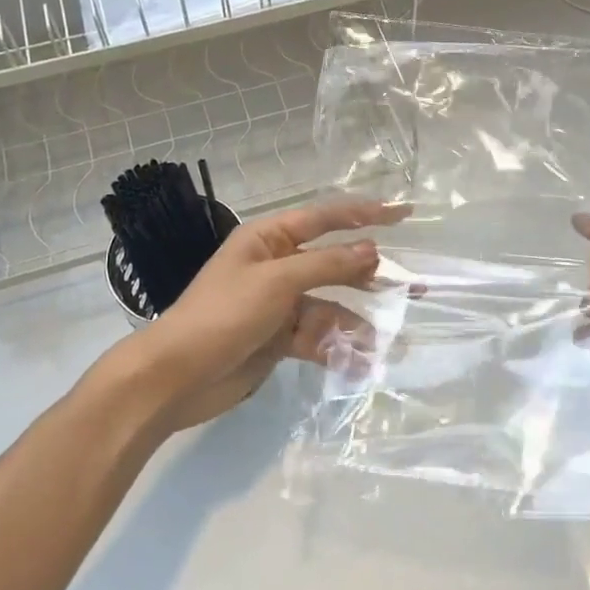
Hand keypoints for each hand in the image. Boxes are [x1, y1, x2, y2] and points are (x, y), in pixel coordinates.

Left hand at [113, 200, 396, 433]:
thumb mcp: (276, 282)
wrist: (176, 377)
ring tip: (389, 338)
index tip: (404, 213)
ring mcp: (279, 304)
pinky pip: (317, 336)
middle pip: (333, 263)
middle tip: (413, 285)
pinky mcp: (279, 338)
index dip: (366, 213)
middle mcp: (277, 265)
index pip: (326, 217)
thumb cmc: (223, 315)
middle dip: (369, 275)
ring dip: (356, 322)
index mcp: (269, 238)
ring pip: (330, 305)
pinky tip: (359, 362)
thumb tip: (372, 250)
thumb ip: (326, 265)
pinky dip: (336, 347)